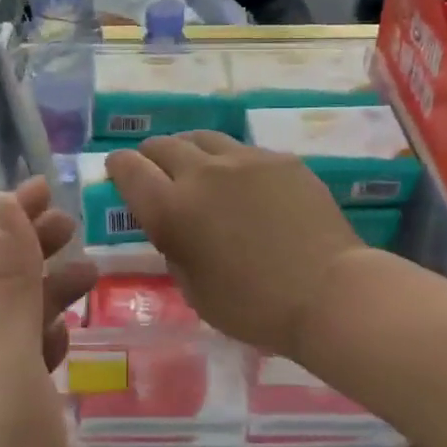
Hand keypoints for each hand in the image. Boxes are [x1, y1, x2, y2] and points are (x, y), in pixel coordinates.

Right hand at [105, 134, 366, 360]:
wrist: (328, 293)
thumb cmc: (254, 307)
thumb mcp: (194, 290)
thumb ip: (174, 248)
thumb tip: (173, 227)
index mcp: (172, 209)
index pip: (128, 168)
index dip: (118, 167)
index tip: (119, 173)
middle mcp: (202, 173)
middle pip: (162, 145)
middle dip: (151, 156)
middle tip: (157, 173)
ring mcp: (244, 160)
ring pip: (202, 139)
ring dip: (189, 152)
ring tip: (197, 170)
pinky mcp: (279, 159)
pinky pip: (241, 151)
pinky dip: (229, 163)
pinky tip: (243, 185)